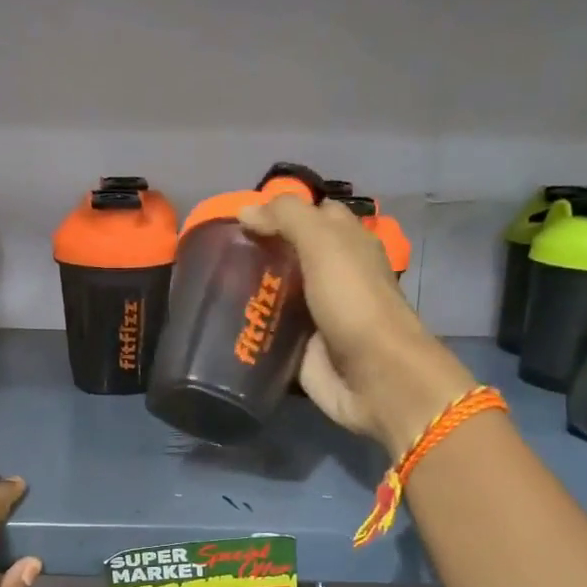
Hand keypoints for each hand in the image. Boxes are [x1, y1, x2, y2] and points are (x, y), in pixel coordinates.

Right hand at [238, 196, 475, 454]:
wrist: (375, 377)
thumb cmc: (354, 302)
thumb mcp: (324, 244)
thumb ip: (287, 218)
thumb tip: (245, 209)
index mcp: (347, 245)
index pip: (313, 216)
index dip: (281, 212)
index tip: (242, 217)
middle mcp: (333, 278)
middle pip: (291, 257)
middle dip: (259, 254)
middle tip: (218, 254)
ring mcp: (317, 317)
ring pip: (278, 296)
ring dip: (250, 293)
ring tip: (212, 287)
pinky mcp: (303, 352)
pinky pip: (272, 335)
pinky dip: (252, 331)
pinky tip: (223, 325)